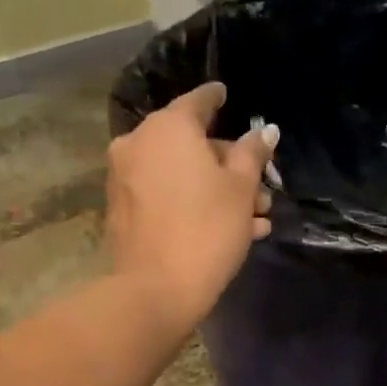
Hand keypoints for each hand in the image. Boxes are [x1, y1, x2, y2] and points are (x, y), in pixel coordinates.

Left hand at [106, 81, 275, 336]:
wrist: (155, 290)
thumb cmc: (208, 229)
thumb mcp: (242, 188)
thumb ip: (252, 153)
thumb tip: (265, 131)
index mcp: (168, 127)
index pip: (198, 101)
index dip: (217, 98)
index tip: (226, 96)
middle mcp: (138, 144)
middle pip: (190, 144)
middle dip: (229, 166)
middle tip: (261, 190)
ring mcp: (124, 179)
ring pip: (180, 175)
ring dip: (217, 192)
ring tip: (255, 220)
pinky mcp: (122, 211)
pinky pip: (165, 197)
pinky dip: (192, 205)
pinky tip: (228, 232)